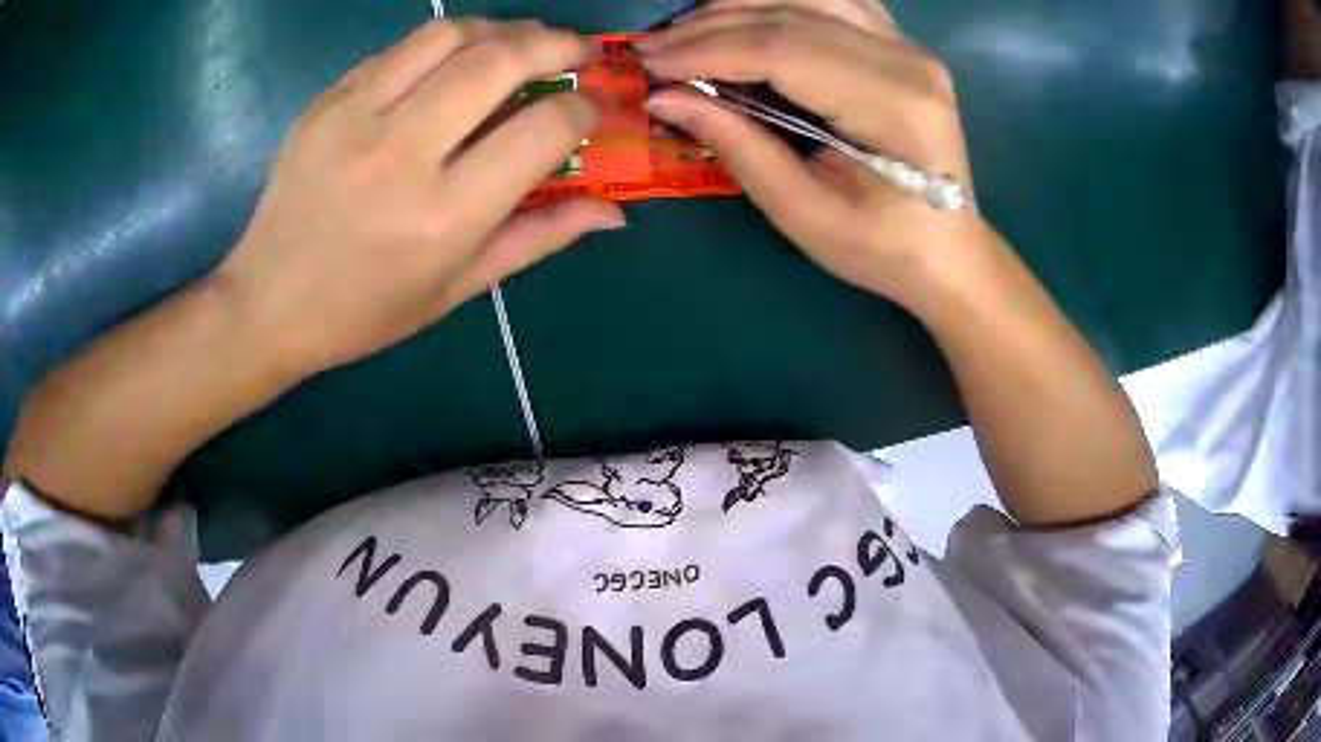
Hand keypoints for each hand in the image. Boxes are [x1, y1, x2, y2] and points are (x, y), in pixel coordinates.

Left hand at [215, 20, 623, 376]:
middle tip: (580, 52)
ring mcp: (356, 117)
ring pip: (451, 34)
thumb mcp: (458, 288)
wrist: (268, 302)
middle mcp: (401, 153)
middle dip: (559, 45)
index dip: (585, 110)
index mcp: (444, 216)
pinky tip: (457, 62)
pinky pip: (401, 48)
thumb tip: (613, 210)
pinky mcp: (327, 100)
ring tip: (525, 44)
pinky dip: (446, 43)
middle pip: (501, 60)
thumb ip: (539, 237)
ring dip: (504, 29)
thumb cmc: (366, 310)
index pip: (542, 130)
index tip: (596, 108)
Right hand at [639, 0, 988, 312]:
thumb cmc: (882, 248)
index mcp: (892, 104)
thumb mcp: (804, 212)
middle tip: (653, 48)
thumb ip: (737, 145)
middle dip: (710, 24)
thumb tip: (665, 98)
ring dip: (740, 5)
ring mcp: (908, 46)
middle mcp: (907, 59)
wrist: (949, 253)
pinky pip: (834, 1)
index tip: (649, 63)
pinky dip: (781, 1)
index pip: (783, 50)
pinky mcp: (902, 46)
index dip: (707, 49)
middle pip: (792, 13)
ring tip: (689, 31)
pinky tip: (747, 17)